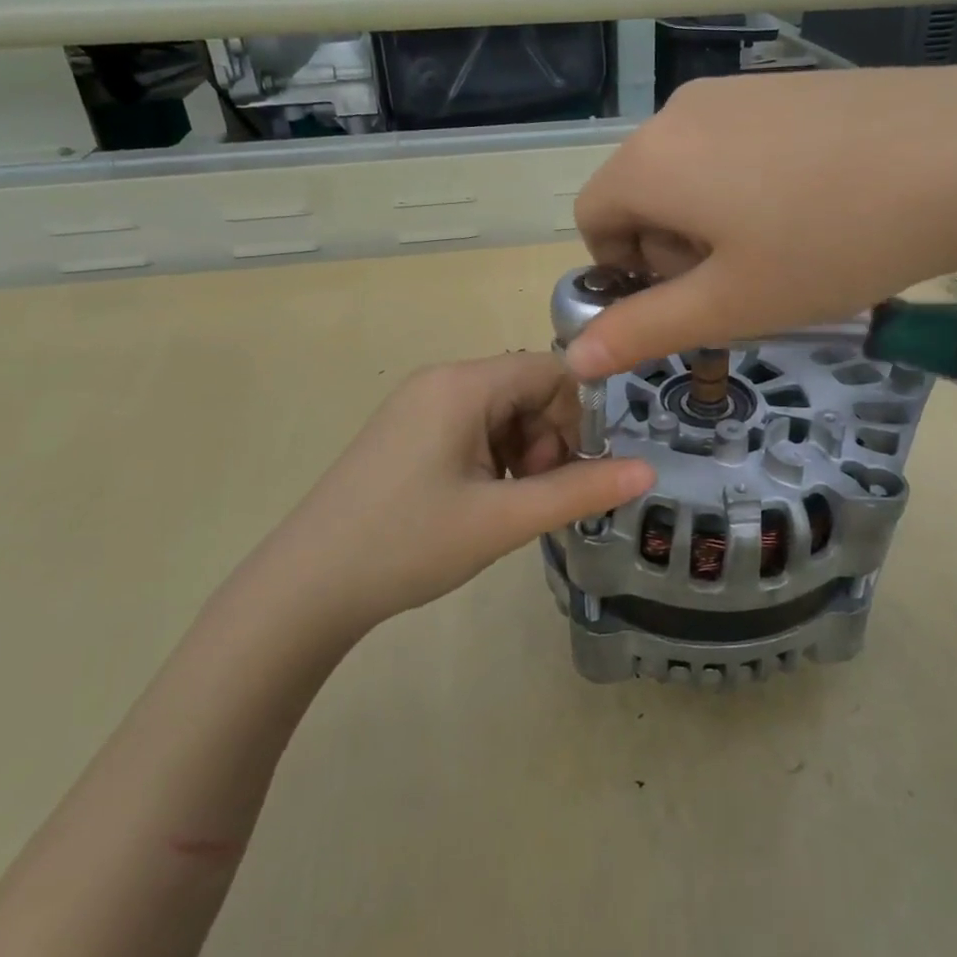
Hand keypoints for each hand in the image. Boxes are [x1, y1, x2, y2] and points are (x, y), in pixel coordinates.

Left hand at [259, 354, 653, 628]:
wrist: (307, 586)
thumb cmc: (408, 544)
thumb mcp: (504, 520)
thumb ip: (581, 490)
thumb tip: (649, 470)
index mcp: (463, 384)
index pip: (551, 370)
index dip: (579, 416)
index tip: (578, 470)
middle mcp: (441, 380)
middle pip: (527, 390)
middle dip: (549, 440)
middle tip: (538, 497)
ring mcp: (419, 404)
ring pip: (502, 412)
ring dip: (523, 453)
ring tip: (508, 506)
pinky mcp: (407, 431)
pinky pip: (472, 427)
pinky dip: (494, 459)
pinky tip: (482, 502)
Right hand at [568, 65, 956, 376]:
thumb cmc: (831, 242)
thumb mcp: (730, 303)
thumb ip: (642, 332)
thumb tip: (572, 359)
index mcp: (650, 160)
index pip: (592, 220)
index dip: (622, 273)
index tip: (686, 300)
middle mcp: (680, 112)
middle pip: (641, 194)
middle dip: (670, 250)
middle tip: (742, 283)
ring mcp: (737, 89)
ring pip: (690, 171)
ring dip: (712, 222)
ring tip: (784, 249)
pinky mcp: (787, 86)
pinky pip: (736, 145)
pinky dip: (749, 187)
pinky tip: (816, 208)